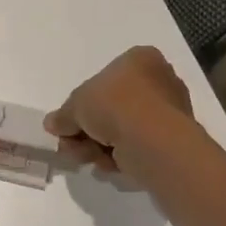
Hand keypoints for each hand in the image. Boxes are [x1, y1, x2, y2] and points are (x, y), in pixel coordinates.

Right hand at [44, 46, 194, 178]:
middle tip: (70, 145)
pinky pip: (137, 146)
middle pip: (112, 107)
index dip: (82, 103)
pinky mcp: (172, 140)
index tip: (68, 122)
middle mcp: (159, 80)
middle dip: (87, 129)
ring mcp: (169, 112)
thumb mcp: (76, 104)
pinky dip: (119, 156)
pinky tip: (107, 165)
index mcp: (140, 59)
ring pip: (122, 129)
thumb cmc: (114, 104)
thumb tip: (52, 124)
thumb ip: (63, 115)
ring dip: (98, 145)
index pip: (105, 79)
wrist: (151, 139)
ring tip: (85, 158)